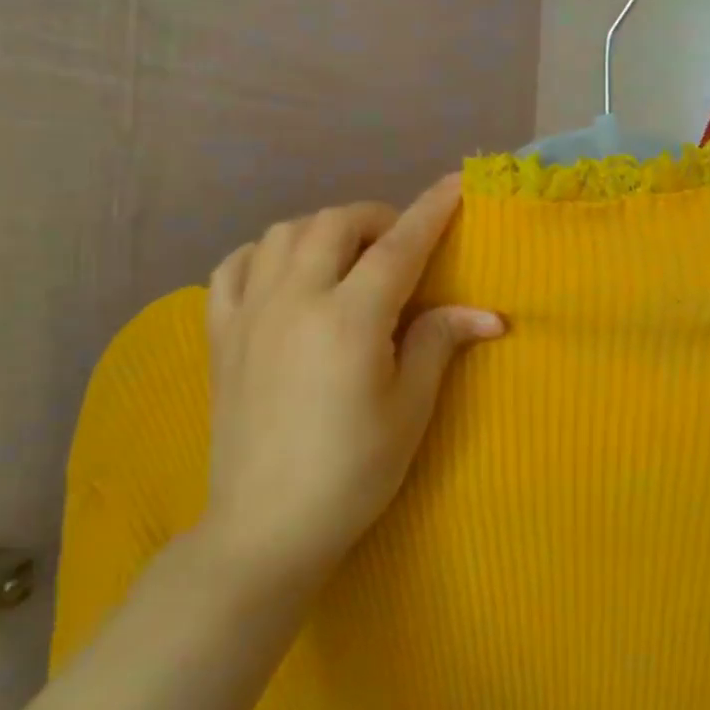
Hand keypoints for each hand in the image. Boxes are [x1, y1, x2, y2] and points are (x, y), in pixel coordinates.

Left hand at [199, 176, 502, 589]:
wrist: (265, 526)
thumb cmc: (353, 472)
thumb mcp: (410, 410)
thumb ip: (440, 343)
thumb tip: (489, 314)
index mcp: (350, 319)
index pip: (399, 245)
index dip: (432, 210)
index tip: (455, 182)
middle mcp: (295, 300)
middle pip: (336, 224)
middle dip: (377, 218)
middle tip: (400, 244)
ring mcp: (249, 313)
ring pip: (283, 232)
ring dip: (324, 228)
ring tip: (347, 255)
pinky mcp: (219, 333)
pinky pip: (234, 265)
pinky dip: (265, 252)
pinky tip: (284, 272)